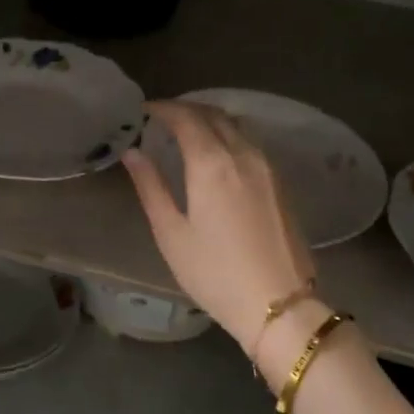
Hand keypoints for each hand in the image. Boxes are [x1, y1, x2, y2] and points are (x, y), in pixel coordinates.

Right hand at [122, 101, 316, 357]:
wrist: (279, 304)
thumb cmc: (215, 273)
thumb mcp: (171, 233)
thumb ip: (150, 187)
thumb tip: (132, 153)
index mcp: (212, 164)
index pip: (186, 118)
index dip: (163, 109)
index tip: (143, 111)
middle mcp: (243, 154)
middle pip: (214, 114)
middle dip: (186, 109)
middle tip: (161, 118)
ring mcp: (268, 167)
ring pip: (237, 125)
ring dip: (210, 119)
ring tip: (187, 131)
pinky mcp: (281, 182)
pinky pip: (251, 142)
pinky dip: (229, 135)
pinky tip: (217, 153)